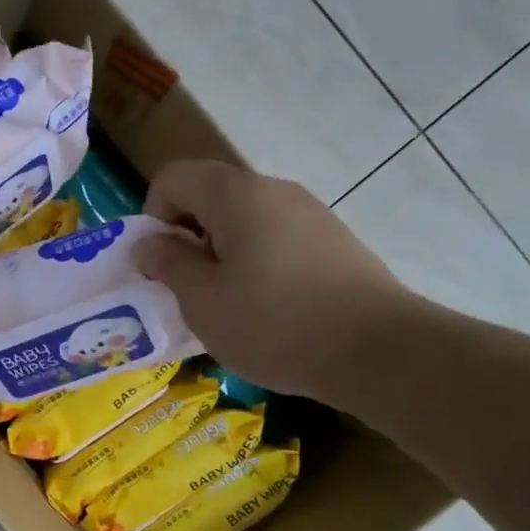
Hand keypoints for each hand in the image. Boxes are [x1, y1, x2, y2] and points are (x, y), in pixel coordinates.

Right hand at [136, 159, 418, 404]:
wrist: (380, 352)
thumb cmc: (275, 324)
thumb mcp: (202, 301)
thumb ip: (168, 264)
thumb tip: (149, 243)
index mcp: (235, 194)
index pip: (172, 178)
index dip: (153, 218)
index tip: (163, 266)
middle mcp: (273, 189)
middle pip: (209, 196)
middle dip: (187, 238)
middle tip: (190, 290)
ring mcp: (309, 212)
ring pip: (243, 219)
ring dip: (221, 253)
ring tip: (229, 304)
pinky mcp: (333, 239)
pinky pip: (275, 237)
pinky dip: (256, 262)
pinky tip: (269, 308)